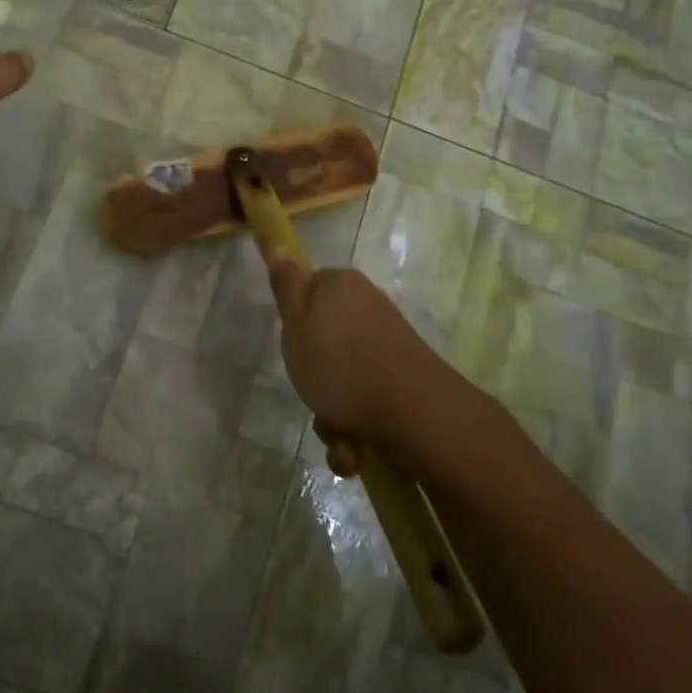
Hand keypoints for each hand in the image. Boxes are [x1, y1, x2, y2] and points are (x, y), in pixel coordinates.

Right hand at [266, 261, 452, 471]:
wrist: (415, 414)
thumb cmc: (341, 365)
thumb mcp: (296, 325)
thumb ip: (285, 287)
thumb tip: (276, 242)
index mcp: (340, 285)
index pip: (305, 290)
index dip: (293, 321)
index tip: (291, 346)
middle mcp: (366, 307)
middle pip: (322, 341)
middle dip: (313, 379)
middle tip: (311, 393)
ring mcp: (387, 344)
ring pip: (341, 378)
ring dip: (332, 414)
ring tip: (338, 435)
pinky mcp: (402, 378)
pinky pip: (364, 400)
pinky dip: (355, 428)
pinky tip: (356, 449)